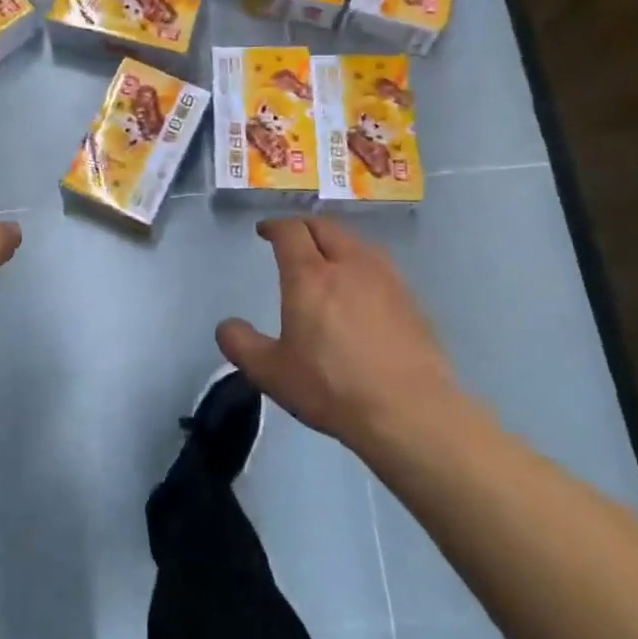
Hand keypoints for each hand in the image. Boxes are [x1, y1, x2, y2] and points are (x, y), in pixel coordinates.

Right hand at [215, 218, 459, 447]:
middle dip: (304, 227)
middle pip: (325, 227)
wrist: (409, 412)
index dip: (274, 226)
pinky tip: (360, 288)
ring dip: (334, 241)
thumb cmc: (331, 388)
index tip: (264, 231)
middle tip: (291, 238)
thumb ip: (241, 345)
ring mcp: (385, 279)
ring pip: (355, 242)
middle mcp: (348, 265)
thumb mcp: (271, 372)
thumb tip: (227, 327)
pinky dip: (360, 263)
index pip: (290, 231)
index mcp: (309, 275)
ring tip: (326, 258)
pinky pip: (378, 265)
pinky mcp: (410, 299)